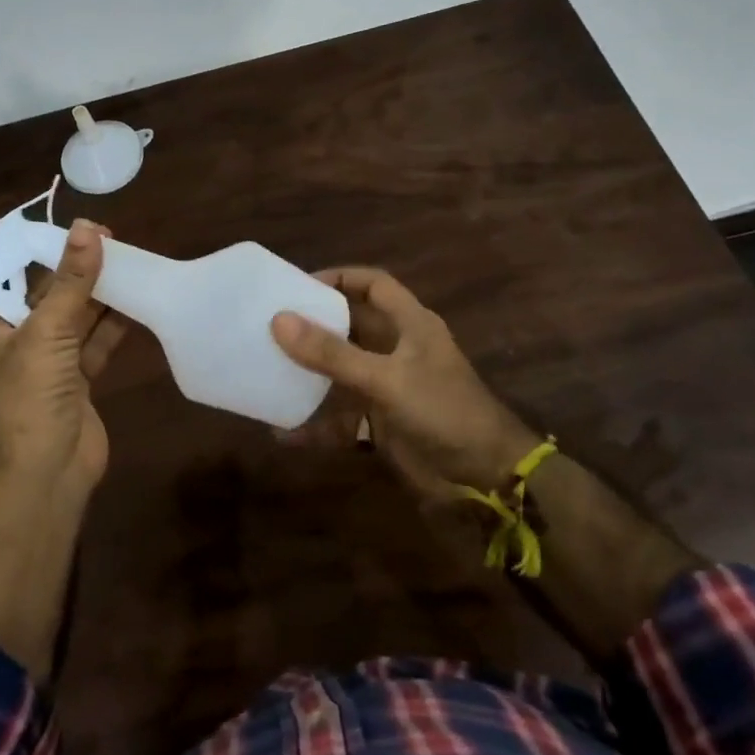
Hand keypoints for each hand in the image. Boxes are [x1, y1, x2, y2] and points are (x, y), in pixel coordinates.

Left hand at [0, 219, 128, 492]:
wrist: (47, 477)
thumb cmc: (28, 399)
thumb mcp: (46, 333)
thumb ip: (71, 281)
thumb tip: (89, 228)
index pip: (3, 277)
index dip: (34, 250)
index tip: (67, 226)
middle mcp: (8, 343)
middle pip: (42, 295)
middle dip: (73, 269)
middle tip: (107, 237)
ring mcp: (43, 364)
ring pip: (71, 318)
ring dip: (96, 293)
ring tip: (127, 258)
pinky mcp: (74, 381)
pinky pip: (92, 342)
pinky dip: (112, 323)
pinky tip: (136, 298)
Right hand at [270, 266, 536, 499]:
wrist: (485, 476)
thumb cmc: (443, 410)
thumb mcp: (386, 378)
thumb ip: (333, 353)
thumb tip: (279, 320)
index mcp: (410, 324)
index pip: (373, 285)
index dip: (340, 278)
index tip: (298, 285)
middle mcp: (399, 349)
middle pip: (352, 326)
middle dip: (315, 325)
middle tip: (271, 324)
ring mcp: (390, 386)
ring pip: (343, 371)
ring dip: (311, 373)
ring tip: (268, 367)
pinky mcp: (383, 422)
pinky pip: (342, 417)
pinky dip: (316, 425)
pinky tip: (284, 432)